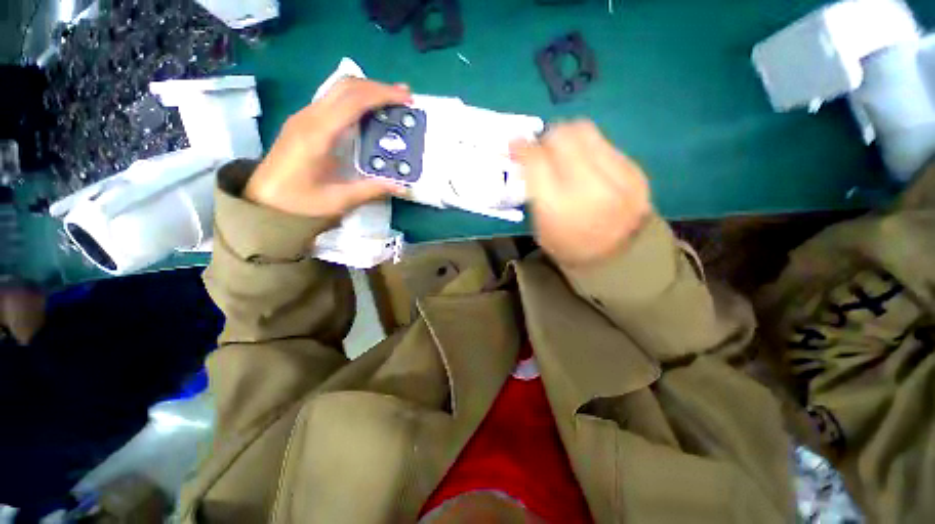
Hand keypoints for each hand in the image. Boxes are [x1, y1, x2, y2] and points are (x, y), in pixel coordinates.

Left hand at [244, 78, 410, 217]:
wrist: (262, 201)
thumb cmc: (297, 202)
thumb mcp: (337, 201)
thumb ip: (371, 190)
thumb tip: (402, 187)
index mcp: (318, 133)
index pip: (353, 100)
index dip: (382, 95)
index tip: (406, 99)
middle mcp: (310, 117)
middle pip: (346, 86)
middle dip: (378, 87)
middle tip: (404, 97)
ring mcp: (304, 117)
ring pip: (339, 90)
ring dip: (368, 91)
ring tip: (392, 102)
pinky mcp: (304, 122)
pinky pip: (333, 101)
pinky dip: (356, 100)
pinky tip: (369, 114)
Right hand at [511, 120, 651, 266]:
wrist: (618, 258)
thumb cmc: (569, 246)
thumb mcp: (540, 225)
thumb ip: (534, 188)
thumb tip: (528, 156)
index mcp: (558, 206)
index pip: (536, 160)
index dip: (522, 147)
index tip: (516, 144)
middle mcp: (588, 186)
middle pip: (563, 136)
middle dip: (547, 137)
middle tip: (542, 148)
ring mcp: (617, 176)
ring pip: (586, 131)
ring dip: (568, 136)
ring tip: (565, 152)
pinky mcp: (635, 171)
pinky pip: (605, 144)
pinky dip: (590, 148)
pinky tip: (588, 164)